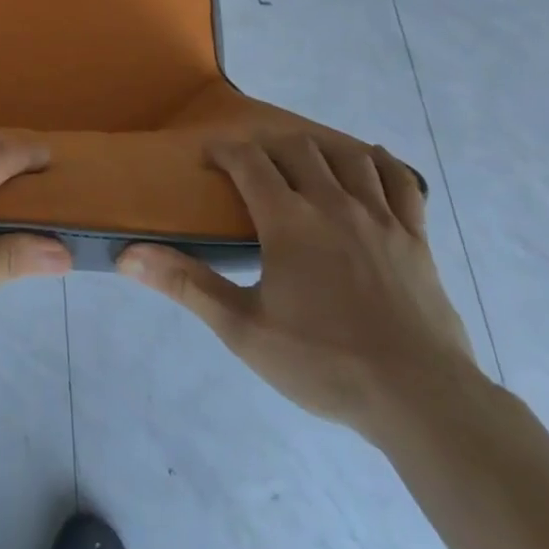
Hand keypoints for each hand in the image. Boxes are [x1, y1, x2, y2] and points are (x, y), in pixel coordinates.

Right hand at [117, 134, 476, 438]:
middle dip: (268, 147)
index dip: (224, 150)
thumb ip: (186, 284)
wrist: (421, 401)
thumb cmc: (324, 363)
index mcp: (288, 220)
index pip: (248, 161)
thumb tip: (128, 254)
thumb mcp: (243, 330)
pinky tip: (370, 160)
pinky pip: (401, 182)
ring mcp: (380, 218)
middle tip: (252, 165)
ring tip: (304, 161)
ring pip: (348, 157)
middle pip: (297, 149)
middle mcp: (333, 204)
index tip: (209, 157)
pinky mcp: (416, 238)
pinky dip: (382, 163)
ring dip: (320, 149)